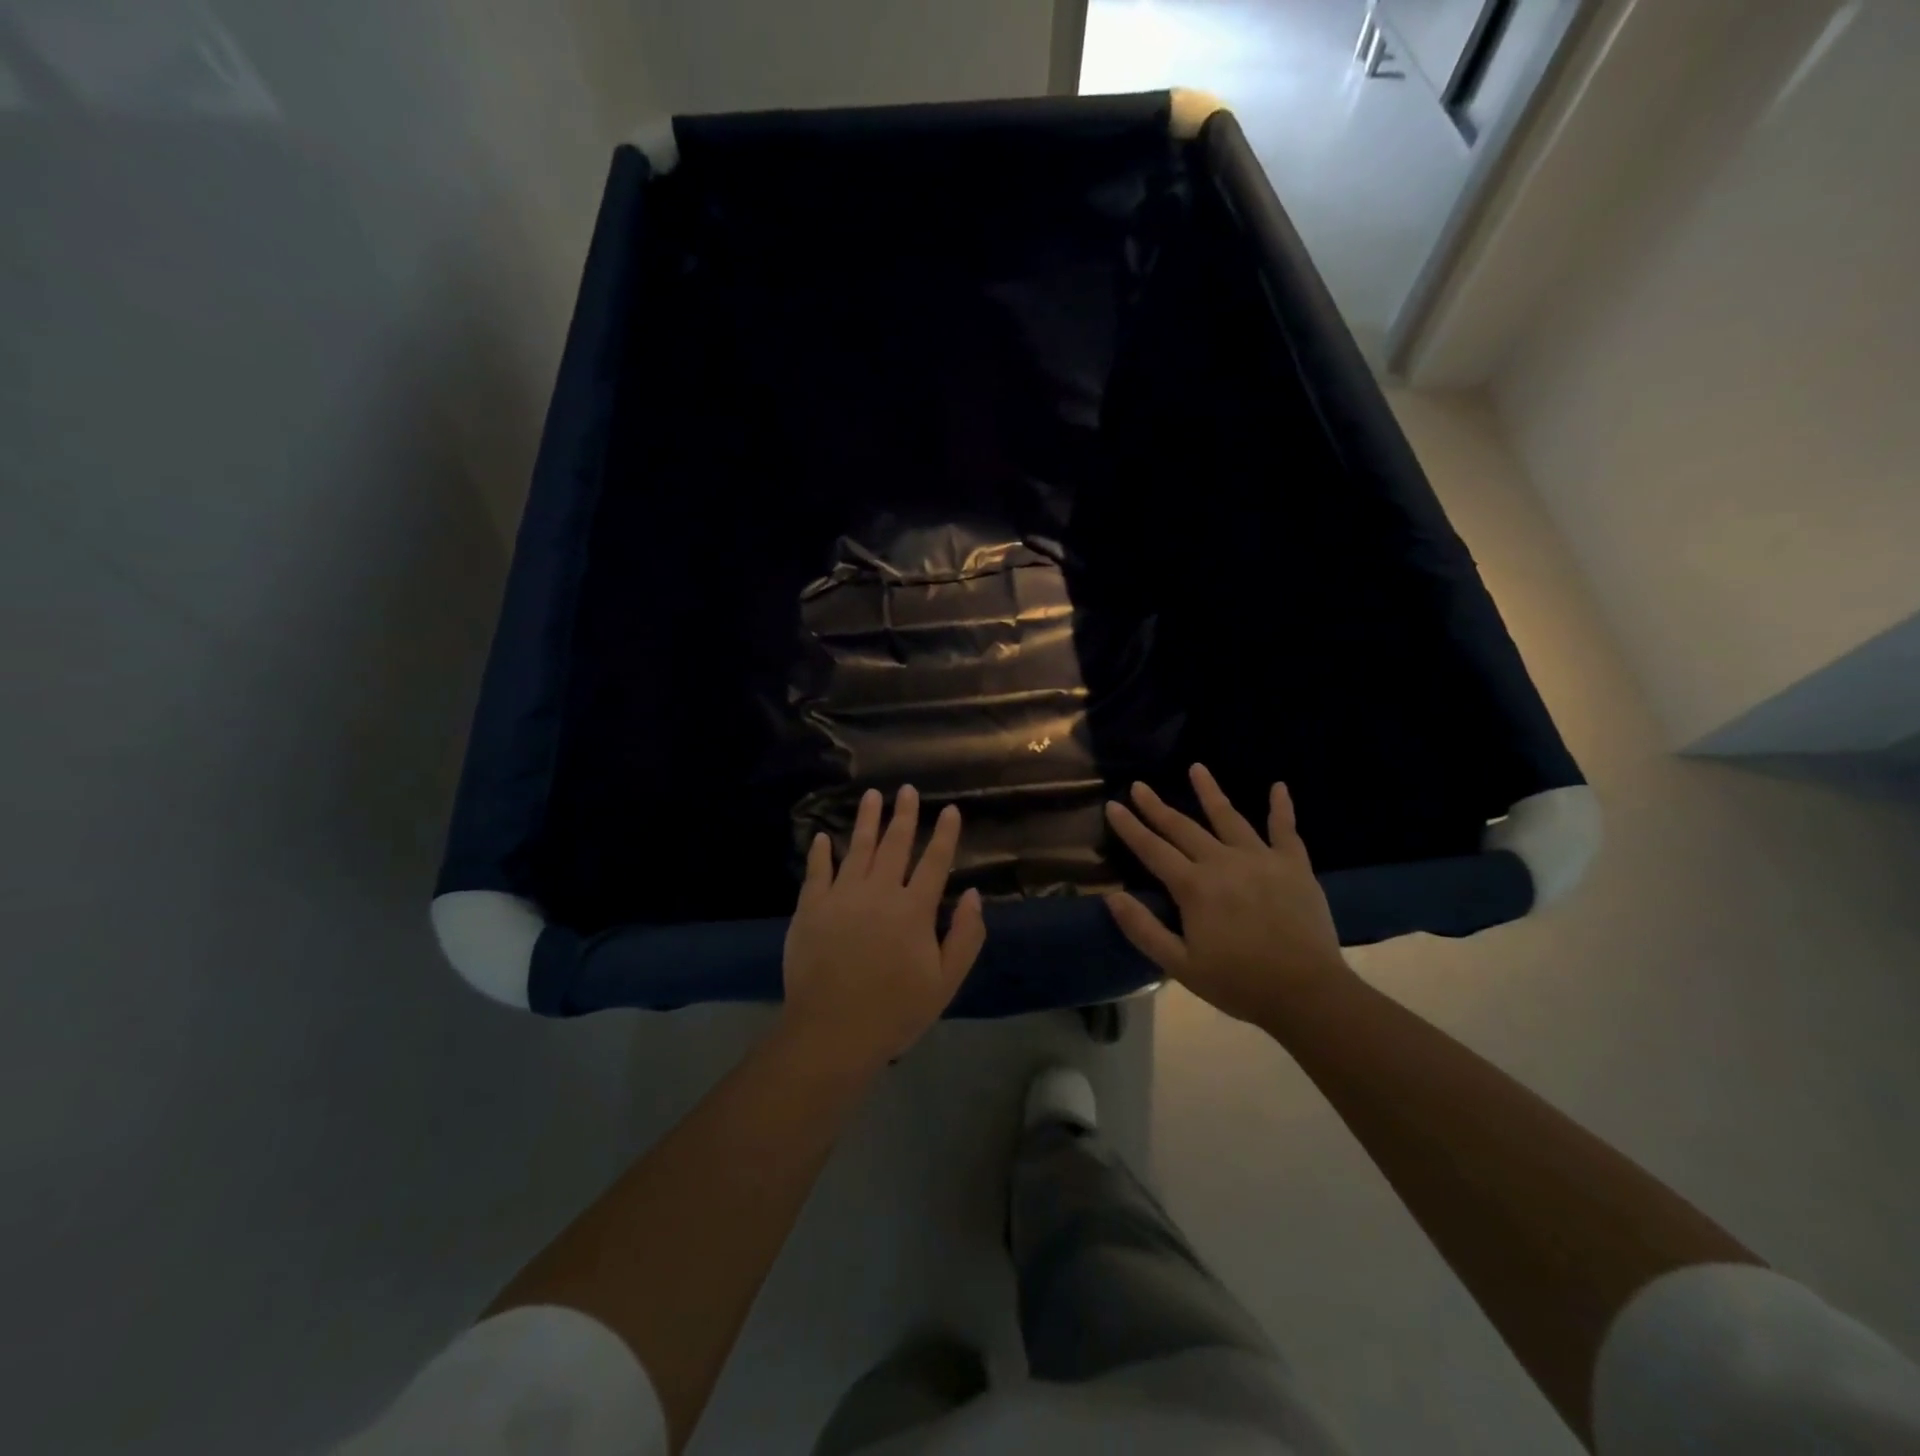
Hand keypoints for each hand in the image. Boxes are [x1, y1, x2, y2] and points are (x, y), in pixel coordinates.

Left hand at [782, 786, 986, 1072]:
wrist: (832, 1031)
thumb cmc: (895, 1011)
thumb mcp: (945, 982)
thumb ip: (965, 936)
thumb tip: (972, 895)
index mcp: (914, 909)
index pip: (934, 862)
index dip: (944, 834)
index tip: (950, 809)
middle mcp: (879, 892)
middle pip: (894, 845)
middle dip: (904, 815)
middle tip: (906, 790)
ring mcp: (841, 896)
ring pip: (856, 848)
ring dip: (866, 820)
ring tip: (872, 796)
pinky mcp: (810, 908)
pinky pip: (817, 871)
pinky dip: (820, 852)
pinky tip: (822, 836)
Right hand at [1104, 764, 1353, 1026]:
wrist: (1307, 993)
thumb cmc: (1238, 983)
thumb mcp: (1180, 965)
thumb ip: (1143, 929)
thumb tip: (1112, 897)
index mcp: (1194, 887)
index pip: (1153, 850)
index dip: (1130, 827)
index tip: (1113, 805)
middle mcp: (1223, 862)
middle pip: (1183, 828)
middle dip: (1157, 806)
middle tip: (1139, 785)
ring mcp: (1261, 859)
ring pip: (1229, 817)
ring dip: (1210, 792)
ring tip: (1196, 768)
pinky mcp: (1294, 865)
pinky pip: (1285, 829)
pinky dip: (1282, 807)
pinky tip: (1279, 786)